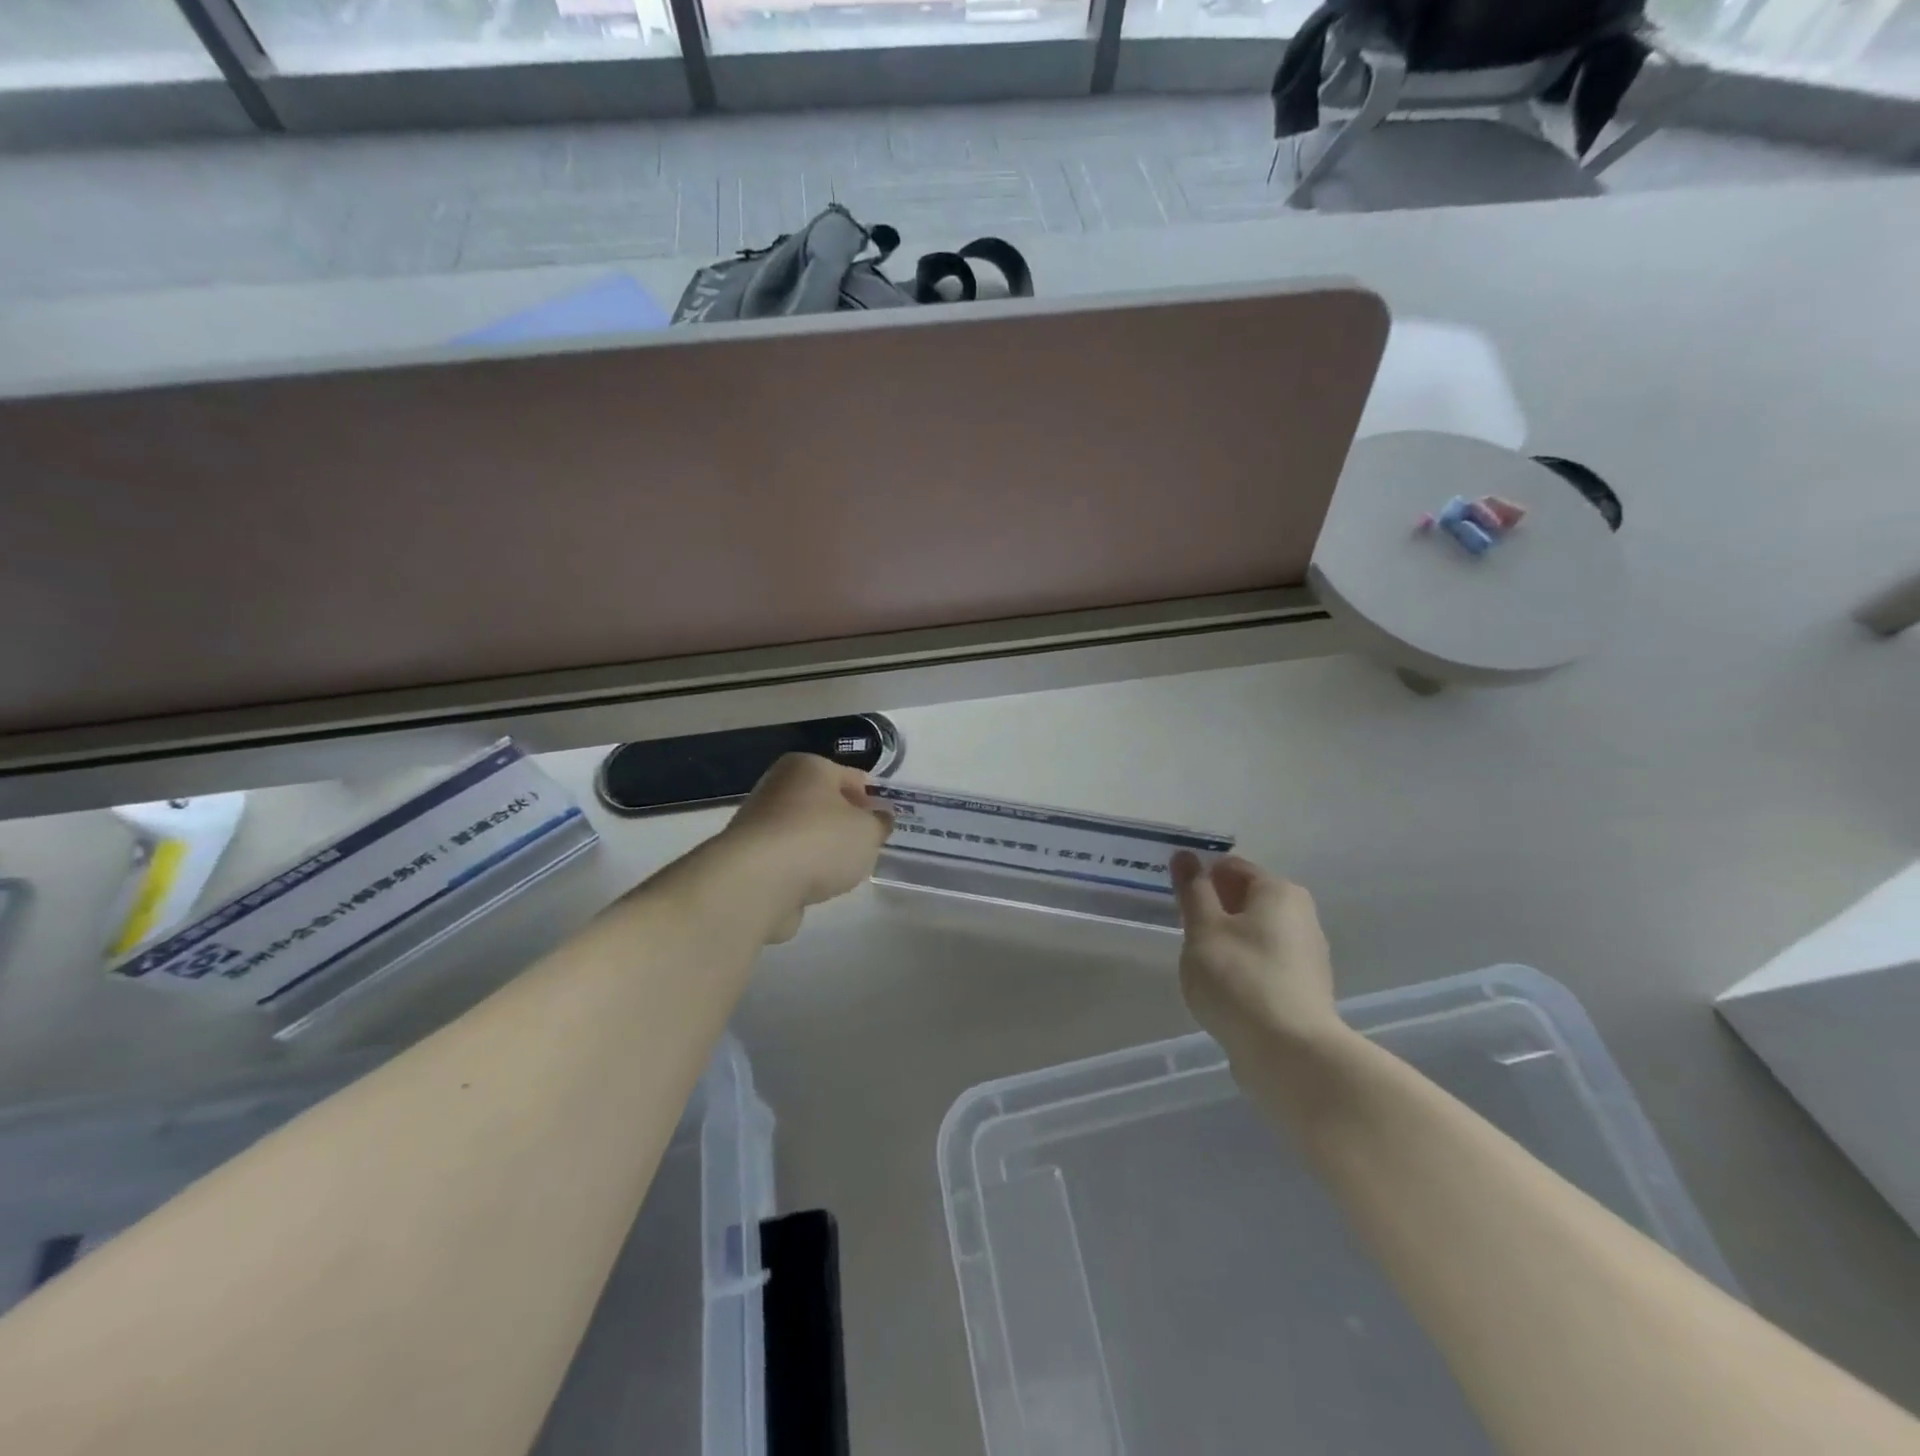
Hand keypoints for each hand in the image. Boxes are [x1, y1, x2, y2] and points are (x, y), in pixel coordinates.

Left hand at [719, 753, 893, 941]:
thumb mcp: (868, 831)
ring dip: (823, 848)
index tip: (887, 822)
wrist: (757, 882)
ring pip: (805, 831)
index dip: (873, 798)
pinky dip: (801, 869)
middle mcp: (779, 785)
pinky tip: (815, 885)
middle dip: (846, 824)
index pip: (851, 776)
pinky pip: (788, 858)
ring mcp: (760, 821)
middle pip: (825, 803)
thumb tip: (880, 817)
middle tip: (868, 846)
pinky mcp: (749, 856)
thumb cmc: (820, 842)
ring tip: (843, 871)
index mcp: (808, 766)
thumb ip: (879, 823)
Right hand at [1171, 852, 1343, 1056]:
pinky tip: (1225, 991)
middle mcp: (1301, 915)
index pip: (1231, 867)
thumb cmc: (1239, 978)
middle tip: (1185, 933)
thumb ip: (1193, 891)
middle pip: (1246, 899)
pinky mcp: (1304, 989)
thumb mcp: (1203, 929)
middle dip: (1214, 910)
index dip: (1199, 879)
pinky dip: (1243, 968)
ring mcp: (1307, 955)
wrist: (1290, 1055)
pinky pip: (1264, 964)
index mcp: (1278, 891)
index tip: (1176, 902)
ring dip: (1227, 941)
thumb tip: (1185, 855)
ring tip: (1201, 966)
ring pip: (1255, 934)